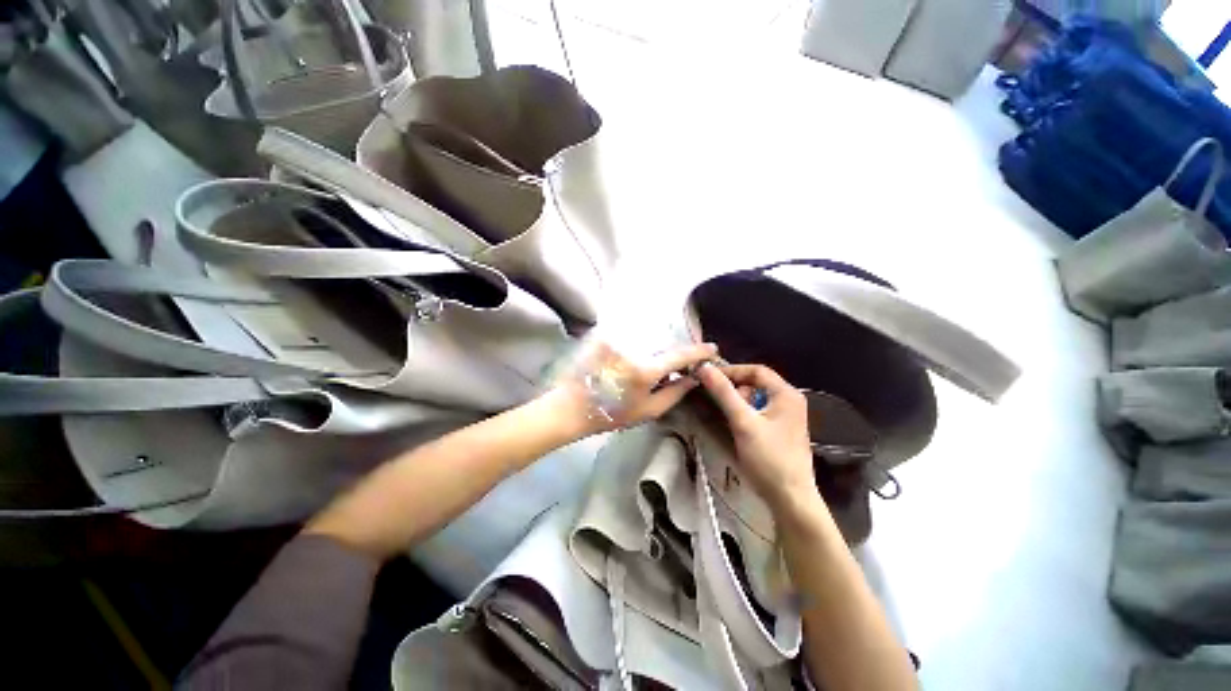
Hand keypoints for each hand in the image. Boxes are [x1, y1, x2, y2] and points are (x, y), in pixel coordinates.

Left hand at [551, 341, 718, 437]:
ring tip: (658, 370)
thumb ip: (675, 393)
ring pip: (650, 342)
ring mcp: (619, 341)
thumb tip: (694, 378)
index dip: (698, 352)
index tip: (712, 349)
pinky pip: (634, 341)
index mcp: (646, 370)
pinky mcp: (607, 338)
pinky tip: (637, 365)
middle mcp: (634, 349)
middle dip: (677, 355)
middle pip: (666, 346)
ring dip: (660, 352)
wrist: (573, 406)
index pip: (680, 355)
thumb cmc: (612, 414)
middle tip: (683, 367)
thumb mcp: (649, 410)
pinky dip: (643, 349)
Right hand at [697, 363, 816, 510]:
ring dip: (737, 401)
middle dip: (734, 387)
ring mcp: (786, 416)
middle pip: (756, 383)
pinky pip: (758, 411)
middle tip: (716, 399)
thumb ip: (724, 393)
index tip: (709, 377)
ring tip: (724, 414)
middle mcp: (789, 400)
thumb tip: (704, 368)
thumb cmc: (769, 458)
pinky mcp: (780, 430)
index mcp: (786, 394)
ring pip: (756, 397)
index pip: (756, 370)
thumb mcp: (743, 422)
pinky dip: (743, 412)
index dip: (731, 370)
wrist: (790, 499)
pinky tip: (733, 423)